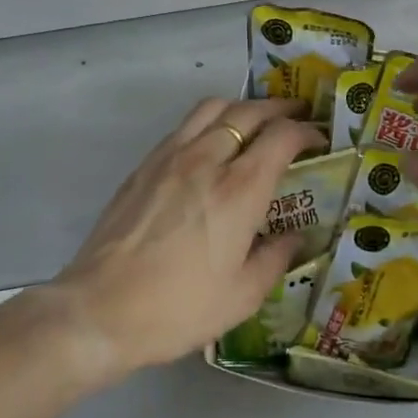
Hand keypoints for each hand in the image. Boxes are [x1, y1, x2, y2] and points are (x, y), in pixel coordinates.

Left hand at [52, 97, 324, 374]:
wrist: (100, 310)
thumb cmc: (177, 309)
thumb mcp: (241, 297)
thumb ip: (274, 259)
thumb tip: (295, 238)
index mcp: (238, 191)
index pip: (281, 137)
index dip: (306, 131)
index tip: (318, 139)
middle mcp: (207, 159)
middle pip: (249, 112)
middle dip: (279, 109)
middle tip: (297, 116)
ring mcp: (171, 156)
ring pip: (213, 108)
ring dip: (241, 107)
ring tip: (255, 120)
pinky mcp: (145, 164)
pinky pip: (184, 125)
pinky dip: (209, 121)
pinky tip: (211, 142)